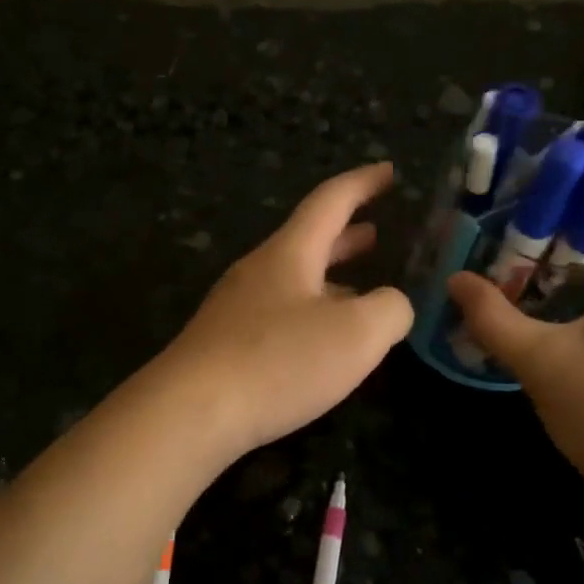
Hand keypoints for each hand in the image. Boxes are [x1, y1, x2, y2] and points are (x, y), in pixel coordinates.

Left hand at [162, 162, 412, 457]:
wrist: (191, 412)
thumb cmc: (279, 362)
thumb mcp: (357, 335)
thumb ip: (390, 310)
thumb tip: (392, 305)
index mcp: (289, 254)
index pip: (330, 202)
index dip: (364, 184)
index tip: (389, 172)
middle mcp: (258, 272)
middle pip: (307, 241)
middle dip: (346, 236)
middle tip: (377, 232)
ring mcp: (235, 310)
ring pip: (292, 282)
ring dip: (329, 279)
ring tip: (360, 289)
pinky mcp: (224, 346)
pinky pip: (277, 316)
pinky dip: (309, 315)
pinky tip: (320, 343)